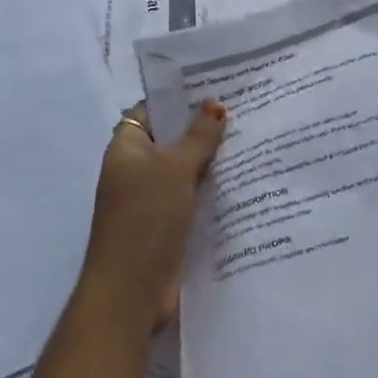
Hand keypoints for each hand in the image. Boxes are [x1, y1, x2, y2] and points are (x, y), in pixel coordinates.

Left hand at [80, 100, 226, 330]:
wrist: (131, 291)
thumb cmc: (145, 217)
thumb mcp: (175, 168)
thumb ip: (197, 137)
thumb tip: (215, 105)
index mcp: (126, 148)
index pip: (151, 110)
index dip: (178, 98)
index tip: (215, 86)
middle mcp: (136, 170)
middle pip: (171, 139)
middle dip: (202, 127)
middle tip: (243, 108)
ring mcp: (152, 199)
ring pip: (185, 169)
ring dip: (212, 159)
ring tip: (252, 136)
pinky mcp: (169, 224)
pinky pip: (193, 196)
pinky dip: (213, 188)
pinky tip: (244, 177)